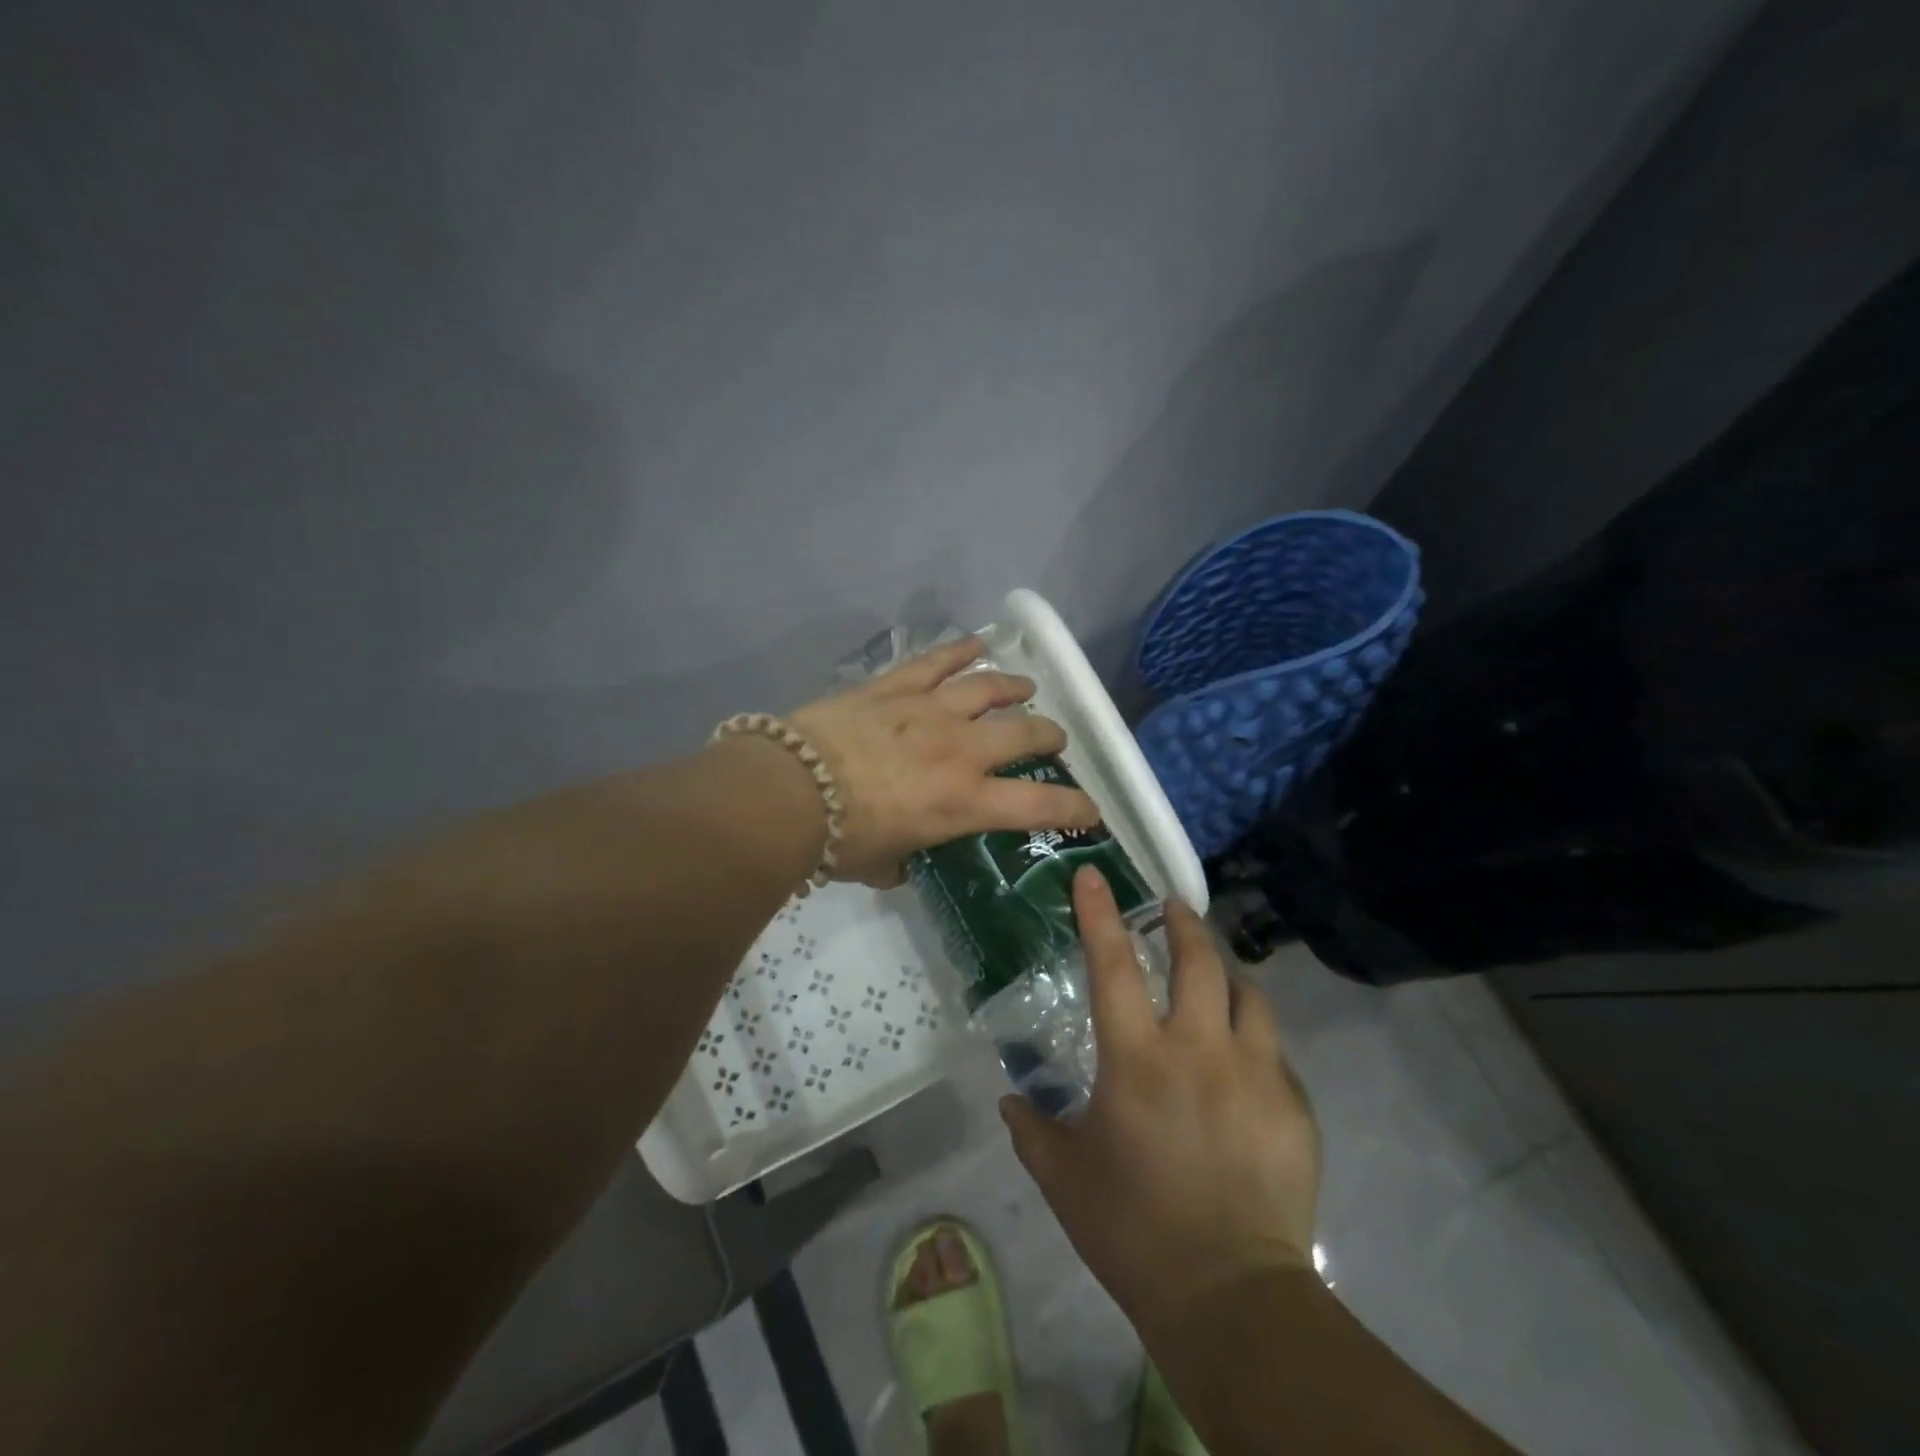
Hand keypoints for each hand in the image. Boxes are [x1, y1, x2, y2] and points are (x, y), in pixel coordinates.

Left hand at [787, 636, 1100, 886]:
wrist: (788, 791)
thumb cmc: (839, 839)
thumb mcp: (883, 863)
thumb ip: (904, 861)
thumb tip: (902, 862)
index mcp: (963, 801)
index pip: (1037, 806)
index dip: (1073, 807)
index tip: (1091, 809)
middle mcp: (960, 750)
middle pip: (1023, 732)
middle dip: (1048, 736)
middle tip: (1053, 739)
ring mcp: (929, 710)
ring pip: (988, 687)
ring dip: (1013, 687)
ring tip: (1025, 688)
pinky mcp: (895, 686)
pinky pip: (936, 660)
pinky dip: (960, 650)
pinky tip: (977, 643)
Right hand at [1000, 867, 1319, 1336]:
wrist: (1231, 1299)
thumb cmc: (1133, 1231)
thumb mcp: (1064, 1179)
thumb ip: (1032, 1131)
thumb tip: (1010, 1102)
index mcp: (1137, 1061)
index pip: (1113, 966)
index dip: (1100, 914)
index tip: (1094, 875)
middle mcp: (1200, 1051)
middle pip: (1198, 961)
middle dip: (1183, 924)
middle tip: (1172, 909)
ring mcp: (1255, 1074)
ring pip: (1249, 995)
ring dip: (1228, 975)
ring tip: (1216, 976)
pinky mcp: (1293, 1107)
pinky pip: (1273, 1051)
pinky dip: (1254, 1039)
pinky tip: (1243, 1062)